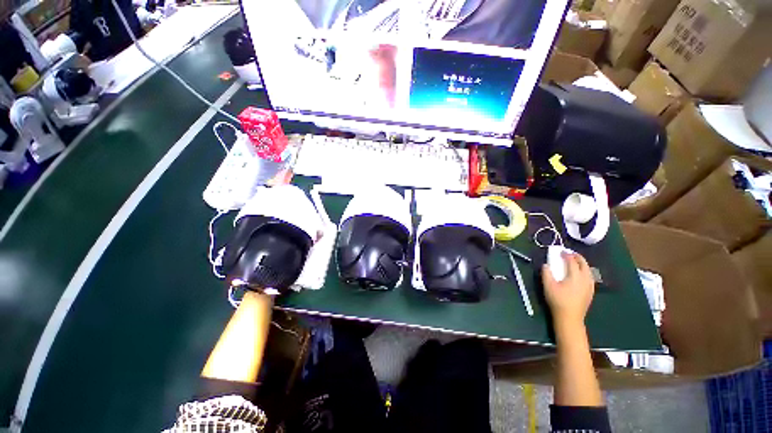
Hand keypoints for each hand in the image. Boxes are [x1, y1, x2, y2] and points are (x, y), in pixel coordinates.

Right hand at [542, 252, 594, 326]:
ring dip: (582, 264)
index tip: (560, 251)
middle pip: (584, 264)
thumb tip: (546, 265)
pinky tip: (581, 274)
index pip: (572, 261)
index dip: (566, 255)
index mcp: (575, 276)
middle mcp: (585, 279)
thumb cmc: (558, 300)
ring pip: (589, 270)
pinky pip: (590, 277)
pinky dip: (585, 271)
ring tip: (575, 262)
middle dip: (577, 257)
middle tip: (569, 253)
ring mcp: (589, 286)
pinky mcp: (590, 292)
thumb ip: (546, 273)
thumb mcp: (548, 286)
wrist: (570, 317)